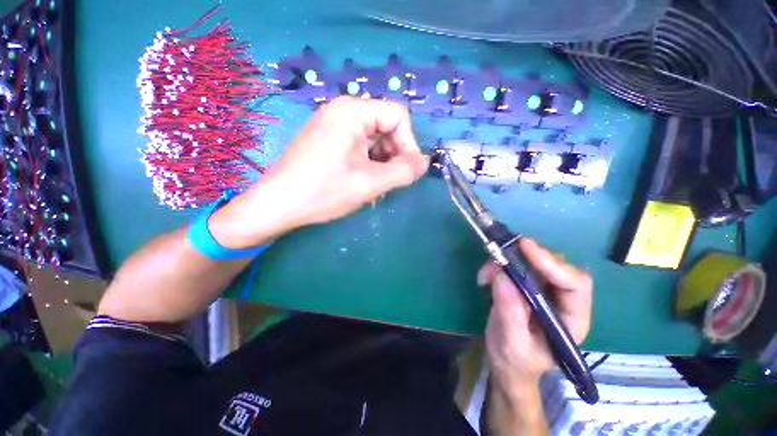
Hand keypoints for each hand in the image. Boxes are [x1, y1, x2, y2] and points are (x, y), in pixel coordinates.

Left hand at [211, 97, 427, 247]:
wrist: (277, 205)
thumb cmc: (324, 191)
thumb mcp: (371, 182)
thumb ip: (405, 171)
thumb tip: (425, 162)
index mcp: (353, 111)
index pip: (399, 116)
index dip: (409, 144)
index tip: (407, 171)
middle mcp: (342, 111)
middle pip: (386, 127)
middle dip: (394, 156)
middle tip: (390, 182)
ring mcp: (332, 125)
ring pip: (373, 140)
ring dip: (381, 163)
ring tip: (375, 187)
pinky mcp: (327, 140)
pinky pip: (359, 146)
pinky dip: (367, 164)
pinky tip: (362, 183)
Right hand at [477, 238, 592, 392]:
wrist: (507, 362)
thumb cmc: (516, 360)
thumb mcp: (512, 343)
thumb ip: (510, 312)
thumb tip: (502, 276)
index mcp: (571, 319)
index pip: (575, 285)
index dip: (553, 263)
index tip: (525, 247)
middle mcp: (562, 300)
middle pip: (555, 266)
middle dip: (529, 256)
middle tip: (502, 251)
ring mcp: (544, 290)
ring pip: (534, 262)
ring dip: (508, 260)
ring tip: (487, 271)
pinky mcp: (526, 284)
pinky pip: (515, 265)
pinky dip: (498, 265)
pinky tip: (485, 277)